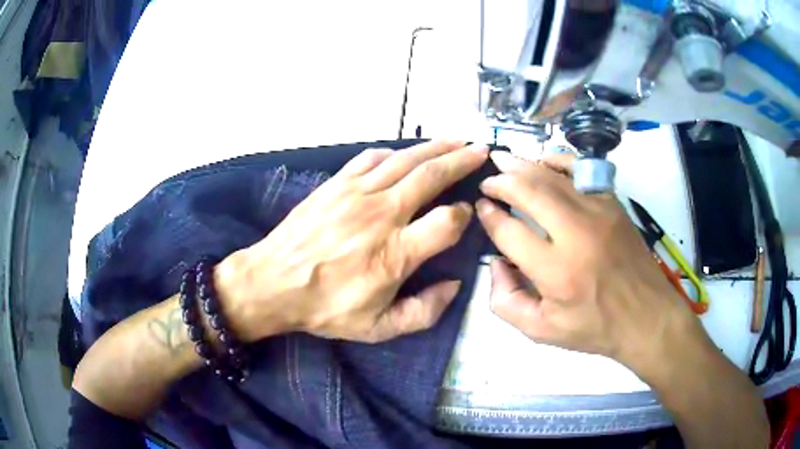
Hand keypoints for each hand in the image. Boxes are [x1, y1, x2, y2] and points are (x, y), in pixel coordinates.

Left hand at [215, 141, 488, 342]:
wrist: (272, 283)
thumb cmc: (325, 308)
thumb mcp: (378, 329)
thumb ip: (423, 312)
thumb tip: (454, 285)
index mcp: (395, 254)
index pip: (447, 221)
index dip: (464, 214)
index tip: (467, 213)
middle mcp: (381, 215)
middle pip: (432, 176)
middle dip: (462, 160)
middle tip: (481, 151)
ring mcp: (357, 193)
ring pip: (406, 160)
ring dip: (436, 147)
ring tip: (457, 140)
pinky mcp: (337, 184)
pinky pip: (371, 158)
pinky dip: (394, 152)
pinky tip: (405, 153)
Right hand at [475, 151, 707, 372]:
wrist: (646, 315)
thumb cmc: (594, 326)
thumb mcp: (541, 332)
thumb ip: (506, 302)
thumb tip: (495, 263)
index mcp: (556, 272)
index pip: (510, 231)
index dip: (489, 216)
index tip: (481, 207)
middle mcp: (576, 234)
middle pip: (529, 191)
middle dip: (501, 181)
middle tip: (487, 180)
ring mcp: (598, 212)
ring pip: (552, 176)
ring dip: (523, 166)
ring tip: (503, 162)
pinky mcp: (612, 203)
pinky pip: (579, 171)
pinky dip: (557, 160)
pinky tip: (543, 160)